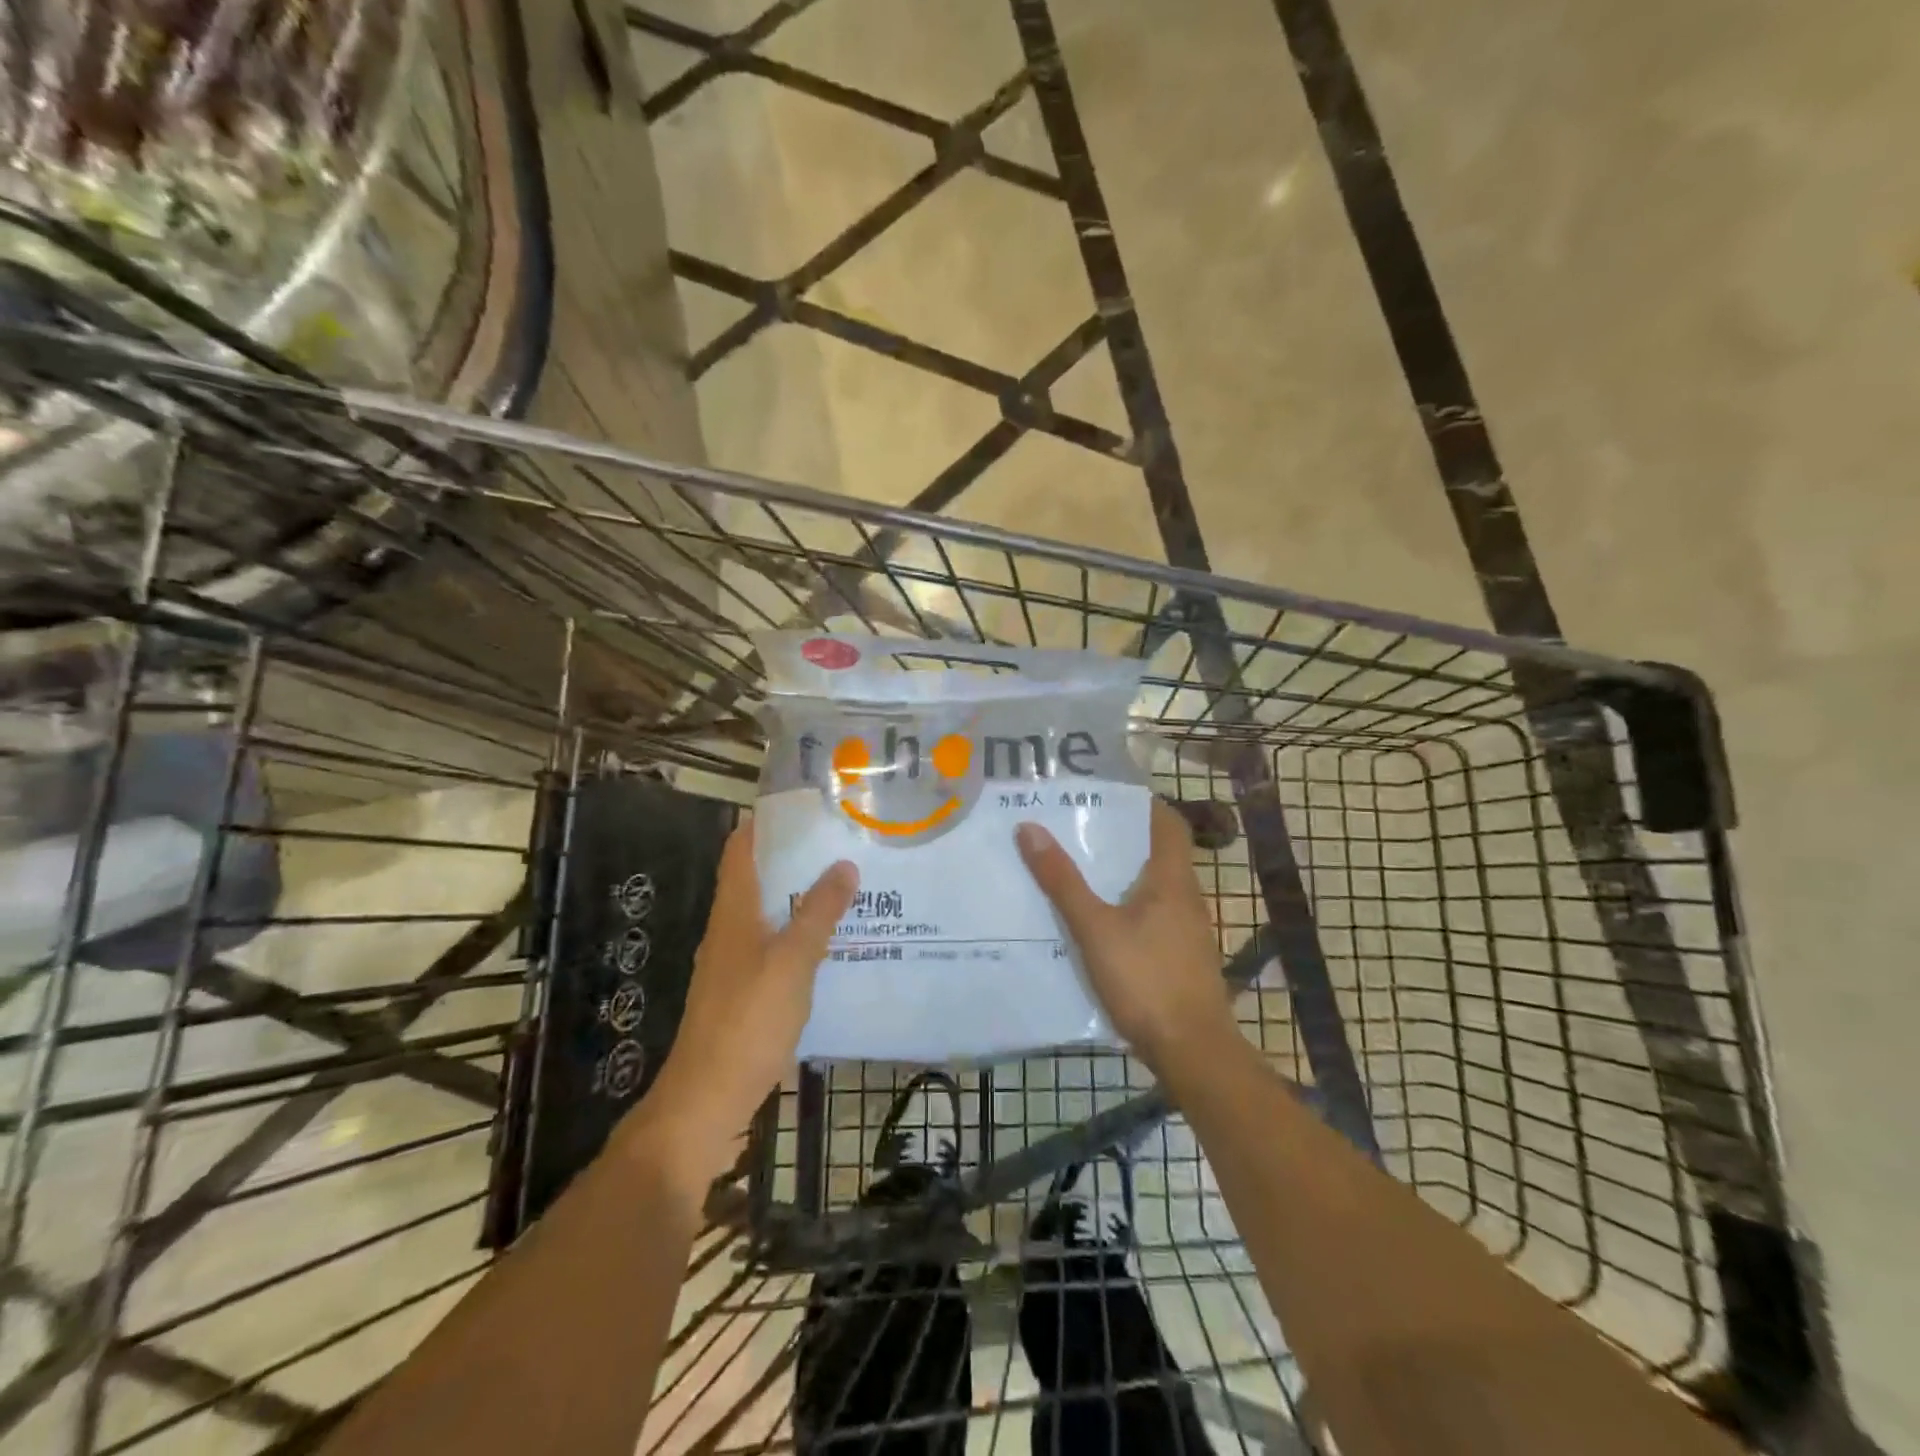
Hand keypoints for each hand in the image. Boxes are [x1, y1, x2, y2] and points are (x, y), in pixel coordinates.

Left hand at [627, 824, 855, 1186]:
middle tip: (844, 845)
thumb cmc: (748, 1019)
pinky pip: (777, 949)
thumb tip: (844, 865)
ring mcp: (736, 964)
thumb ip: (819, 912)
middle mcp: (730, 930)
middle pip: (759, 879)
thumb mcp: (792, 961)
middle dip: (797, 860)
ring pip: (771, 915)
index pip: (741, 849)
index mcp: (734, 912)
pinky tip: (834, 945)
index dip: (766, 823)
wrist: (708, 1098)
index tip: (807, 807)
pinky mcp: (745, 993)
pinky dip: (802, 937)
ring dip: (802, 899)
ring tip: (849, 888)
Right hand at [1016, 800, 1237, 1076]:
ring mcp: (1187, 930)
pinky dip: (1127, 907)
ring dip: (1122, 875)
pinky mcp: (1181, 957)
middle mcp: (1186, 898)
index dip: (1142, 804)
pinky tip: (1097, 921)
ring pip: (1154, 887)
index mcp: (1173, 879)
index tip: (1105, 796)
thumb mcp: (1094, 928)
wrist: (1193, 1051)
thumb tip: (1029, 828)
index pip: (1168, 823)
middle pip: (1158, 853)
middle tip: (1076, 829)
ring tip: (1078, 869)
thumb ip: (1062, 881)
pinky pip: (1153, 916)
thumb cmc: (1146, 980)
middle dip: (1120, 839)